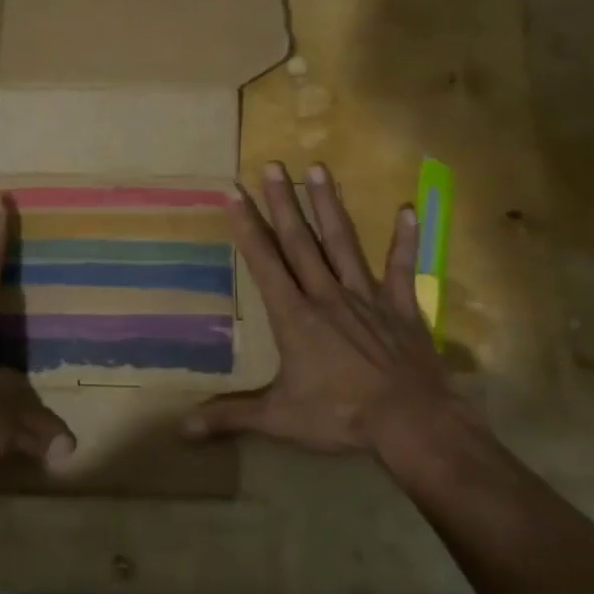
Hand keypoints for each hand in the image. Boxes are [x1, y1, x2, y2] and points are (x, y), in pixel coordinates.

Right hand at [183, 161, 460, 453]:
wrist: (413, 423)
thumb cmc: (341, 416)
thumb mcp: (279, 418)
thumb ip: (231, 416)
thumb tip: (180, 428)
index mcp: (294, 315)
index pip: (264, 262)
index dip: (246, 226)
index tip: (233, 192)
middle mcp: (326, 295)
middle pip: (299, 241)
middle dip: (282, 201)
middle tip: (272, 164)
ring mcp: (366, 296)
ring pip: (342, 242)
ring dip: (328, 204)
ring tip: (318, 168)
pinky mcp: (401, 306)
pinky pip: (401, 267)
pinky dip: (405, 240)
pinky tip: (408, 208)